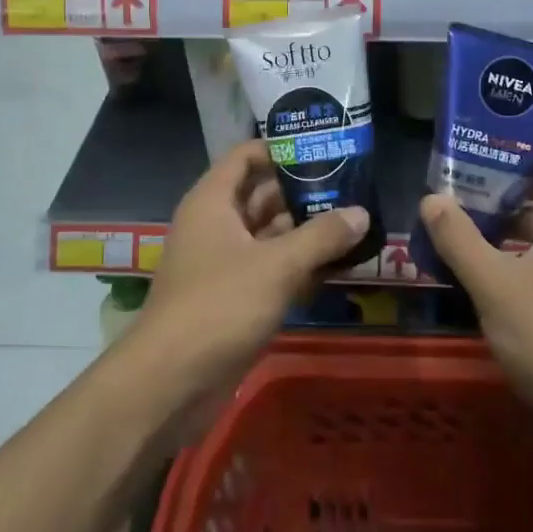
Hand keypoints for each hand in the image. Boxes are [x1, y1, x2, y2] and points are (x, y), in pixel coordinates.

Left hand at [137, 140, 368, 405]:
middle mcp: (216, 224)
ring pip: (269, 233)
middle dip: (304, 191)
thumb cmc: (219, 306)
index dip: (282, 149)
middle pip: (263, 194)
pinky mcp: (234, 295)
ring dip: (306, 230)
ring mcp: (224, 262)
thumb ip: (322, 236)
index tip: (324, 148)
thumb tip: (362, 213)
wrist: (170, 383)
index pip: (247, 156)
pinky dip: (298, 264)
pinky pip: (270, 267)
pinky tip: (337, 266)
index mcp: (213, 202)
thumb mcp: (277, 266)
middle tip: (353, 186)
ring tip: (354, 222)